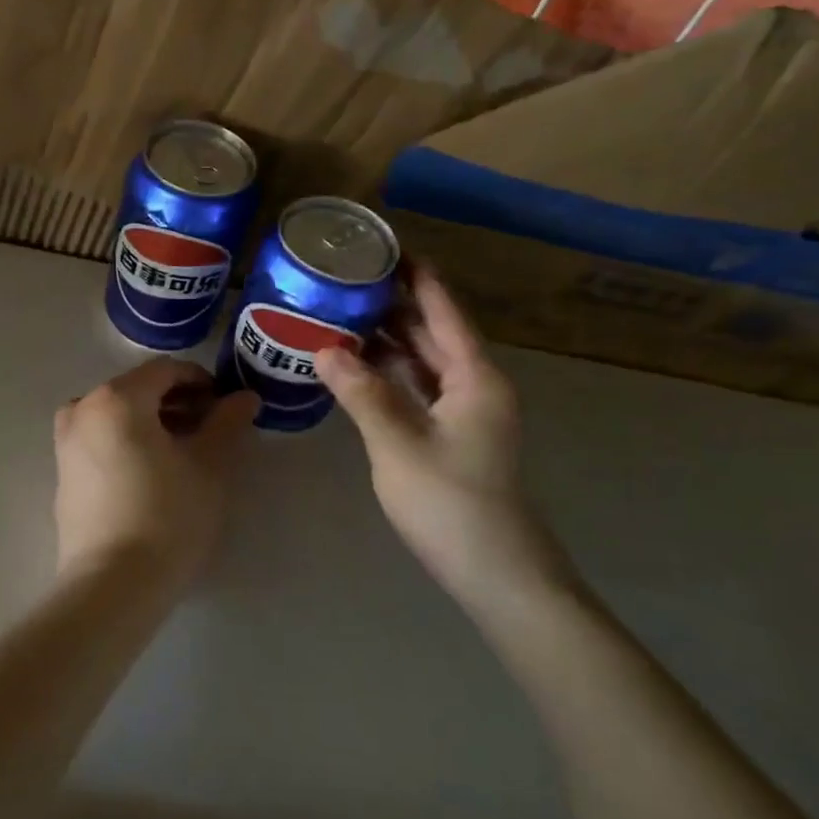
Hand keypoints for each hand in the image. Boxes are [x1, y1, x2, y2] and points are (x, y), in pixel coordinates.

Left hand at [53, 358, 259, 579]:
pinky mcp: (63, 473)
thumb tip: (244, 397)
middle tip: (211, 429)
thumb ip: (227, 422)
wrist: (112, 585)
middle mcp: (82, 409)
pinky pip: (100, 440)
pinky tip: (153, 473)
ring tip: (185, 452)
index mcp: (116, 398)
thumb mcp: (209, 465)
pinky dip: (128, 441)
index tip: (227, 406)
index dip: (202, 381)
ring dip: (153, 422)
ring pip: (117, 415)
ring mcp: (66, 442)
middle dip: (178, 402)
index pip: (166, 370)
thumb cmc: (167, 515)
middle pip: (138, 390)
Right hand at [316, 267, 571, 600]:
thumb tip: (324, 348)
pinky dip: (389, 373)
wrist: (494, 573)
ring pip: (423, 362)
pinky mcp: (449, 437)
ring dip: (389, 339)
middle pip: (433, 333)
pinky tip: (357, 365)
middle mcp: (474, 387)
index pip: (444, 312)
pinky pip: (416, 389)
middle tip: (349, 276)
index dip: (417, 277)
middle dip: (396, 304)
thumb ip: (361, 392)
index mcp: (475, 378)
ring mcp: (463, 413)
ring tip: (343, 310)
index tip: (384, 246)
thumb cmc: (450, 502)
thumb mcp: (398, 443)